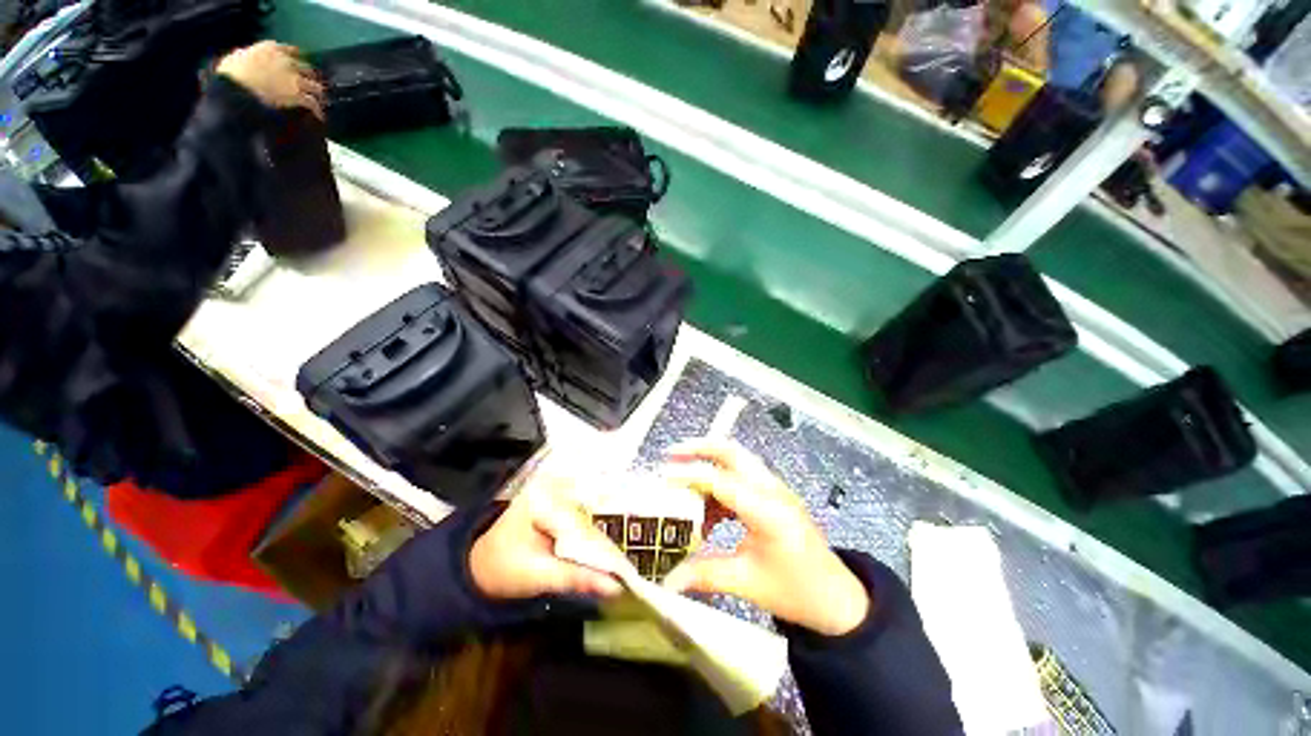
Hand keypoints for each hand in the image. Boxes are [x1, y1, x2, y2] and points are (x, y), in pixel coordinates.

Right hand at [217, 42, 323, 118]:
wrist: (236, 85)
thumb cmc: (231, 71)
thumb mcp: (239, 56)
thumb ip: (248, 56)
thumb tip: (244, 57)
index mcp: (272, 48)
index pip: (292, 51)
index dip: (298, 60)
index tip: (301, 67)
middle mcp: (288, 61)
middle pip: (308, 70)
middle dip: (312, 79)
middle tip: (314, 88)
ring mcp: (294, 78)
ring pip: (316, 87)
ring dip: (319, 96)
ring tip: (321, 103)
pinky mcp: (297, 94)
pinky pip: (313, 103)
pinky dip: (318, 111)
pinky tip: (320, 117)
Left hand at [469, 472, 624, 600]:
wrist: (482, 565)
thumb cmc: (502, 570)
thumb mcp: (537, 576)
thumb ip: (576, 578)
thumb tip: (614, 586)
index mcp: (542, 501)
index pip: (580, 528)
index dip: (602, 553)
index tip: (625, 575)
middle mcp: (553, 490)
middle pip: (587, 524)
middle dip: (605, 552)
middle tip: (628, 575)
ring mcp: (558, 496)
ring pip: (588, 526)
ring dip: (602, 550)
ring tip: (624, 570)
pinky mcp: (562, 505)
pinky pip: (583, 526)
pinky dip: (594, 545)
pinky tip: (608, 559)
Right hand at [661, 439, 870, 636]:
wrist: (839, 600)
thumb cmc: (796, 591)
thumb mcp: (747, 584)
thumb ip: (704, 574)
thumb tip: (667, 580)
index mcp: (767, 510)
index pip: (721, 481)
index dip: (689, 475)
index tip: (661, 477)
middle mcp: (772, 490)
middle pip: (733, 452)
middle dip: (700, 448)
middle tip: (671, 454)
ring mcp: (775, 489)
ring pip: (737, 461)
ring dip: (709, 465)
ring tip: (682, 482)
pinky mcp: (774, 495)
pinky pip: (742, 478)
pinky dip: (720, 485)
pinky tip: (707, 510)